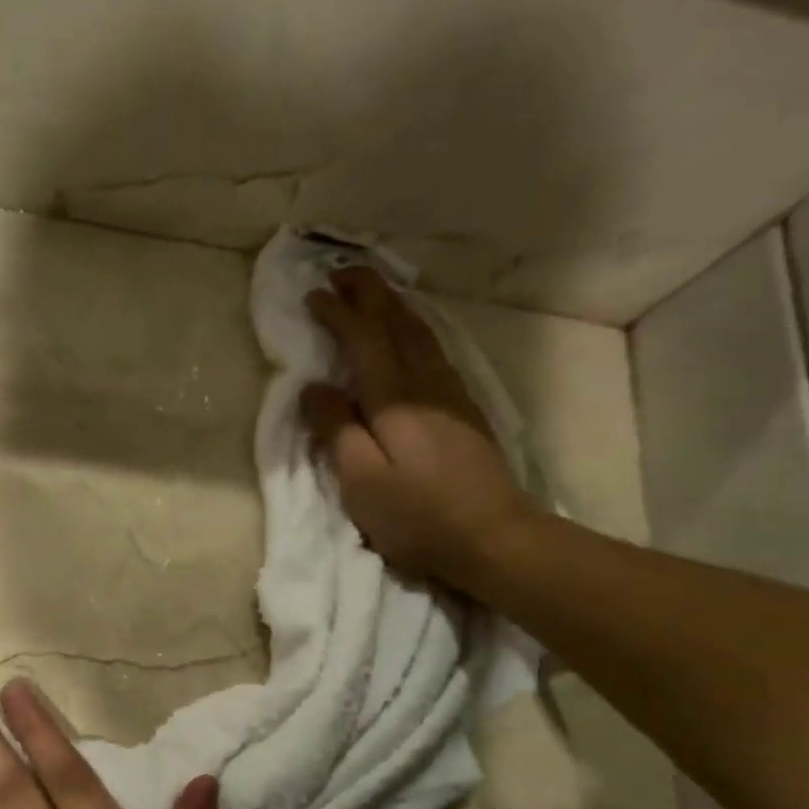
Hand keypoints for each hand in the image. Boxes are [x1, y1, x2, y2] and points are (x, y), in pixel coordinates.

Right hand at [301, 266, 539, 592]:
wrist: (494, 537)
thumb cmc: (418, 516)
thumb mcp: (362, 481)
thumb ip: (336, 430)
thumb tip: (315, 387)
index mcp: (394, 400)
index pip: (363, 340)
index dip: (338, 314)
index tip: (313, 295)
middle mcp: (426, 384)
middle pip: (397, 323)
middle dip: (370, 293)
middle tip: (342, 271)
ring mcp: (451, 394)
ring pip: (421, 332)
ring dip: (394, 305)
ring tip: (373, 291)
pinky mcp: (465, 410)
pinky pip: (435, 350)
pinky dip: (416, 328)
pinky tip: (412, 332)